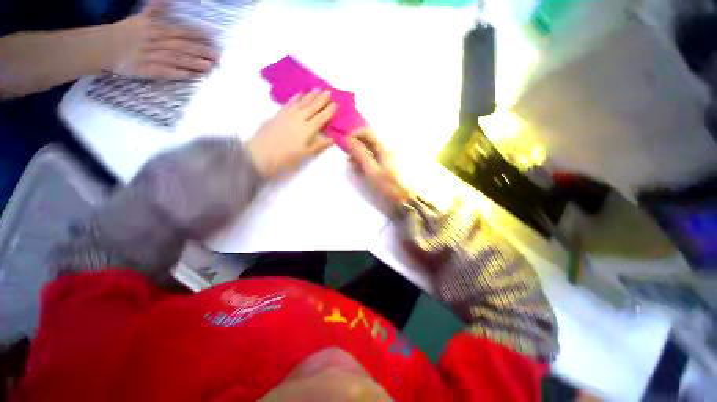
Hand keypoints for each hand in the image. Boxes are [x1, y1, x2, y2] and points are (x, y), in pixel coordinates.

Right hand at [112, 0, 218, 78]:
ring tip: (209, 66)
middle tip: (217, 55)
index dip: (197, 33)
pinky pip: (167, 72)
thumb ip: (156, 9)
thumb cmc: (127, 32)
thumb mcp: (141, 17)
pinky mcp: (148, 70)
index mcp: (155, 29)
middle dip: (200, 50)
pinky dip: (181, 74)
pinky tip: (194, 76)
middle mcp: (155, 42)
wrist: (105, 47)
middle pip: (181, 46)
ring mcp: (152, 56)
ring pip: (176, 59)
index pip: (180, 31)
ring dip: (194, 63)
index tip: (213, 37)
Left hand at [248, 90, 336, 176]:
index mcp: (307, 129)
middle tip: (328, 92)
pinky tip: (300, 94)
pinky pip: (289, 103)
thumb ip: (320, 145)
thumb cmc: (287, 156)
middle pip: (312, 107)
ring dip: (310, 95)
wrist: (262, 152)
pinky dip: (295, 98)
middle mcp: (299, 118)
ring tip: (317, 89)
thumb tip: (333, 139)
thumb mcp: (306, 153)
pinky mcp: (279, 114)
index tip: (335, 104)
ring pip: (302, 102)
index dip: (328, 111)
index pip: (321, 118)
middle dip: (321, 99)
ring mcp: (288, 114)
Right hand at [347, 130, 409, 207]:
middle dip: (357, 145)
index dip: (355, 134)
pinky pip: (377, 156)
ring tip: (355, 165)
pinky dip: (368, 159)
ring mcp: (390, 155)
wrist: (405, 198)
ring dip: (362, 153)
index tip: (345, 143)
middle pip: (370, 140)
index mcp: (384, 148)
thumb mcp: (371, 170)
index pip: (367, 132)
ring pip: (372, 149)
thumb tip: (350, 140)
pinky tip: (364, 168)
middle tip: (349, 158)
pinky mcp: (391, 163)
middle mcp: (388, 148)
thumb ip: (360, 154)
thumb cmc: (387, 185)